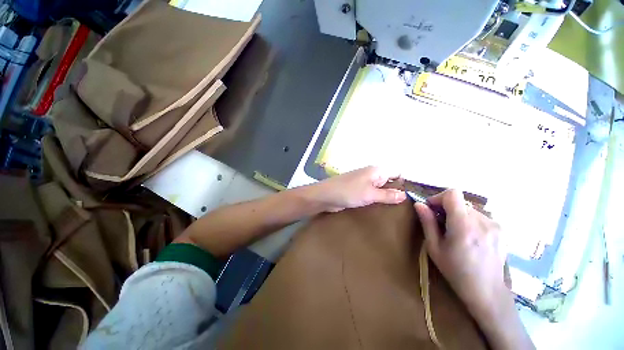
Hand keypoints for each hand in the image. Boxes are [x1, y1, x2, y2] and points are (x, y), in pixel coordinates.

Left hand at [308, 166, 406, 211]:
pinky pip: (372, 194)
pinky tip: (382, 209)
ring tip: (398, 210)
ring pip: (380, 188)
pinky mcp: (358, 191)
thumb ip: (388, 194)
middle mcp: (371, 175)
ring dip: (387, 197)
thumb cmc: (348, 192)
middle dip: (397, 192)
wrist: (326, 196)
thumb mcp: (370, 194)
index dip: (405, 182)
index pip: (397, 172)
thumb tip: (405, 195)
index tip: (412, 196)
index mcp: (376, 171)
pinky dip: (377, 200)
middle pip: (389, 181)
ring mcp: (364, 183)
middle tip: (408, 207)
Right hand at [414, 189, 509, 319]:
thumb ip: (427, 223)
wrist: (487, 291)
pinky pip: (479, 216)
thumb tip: (419, 204)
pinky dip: (470, 221)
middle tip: (441, 225)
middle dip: (447, 208)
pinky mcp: (501, 229)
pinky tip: (469, 238)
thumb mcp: (434, 248)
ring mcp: (494, 225)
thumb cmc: (456, 271)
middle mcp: (482, 221)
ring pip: (469, 209)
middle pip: (460, 202)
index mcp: (463, 225)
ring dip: (458, 215)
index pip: (452, 194)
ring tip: (456, 233)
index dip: (439, 198)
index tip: (432, 209)